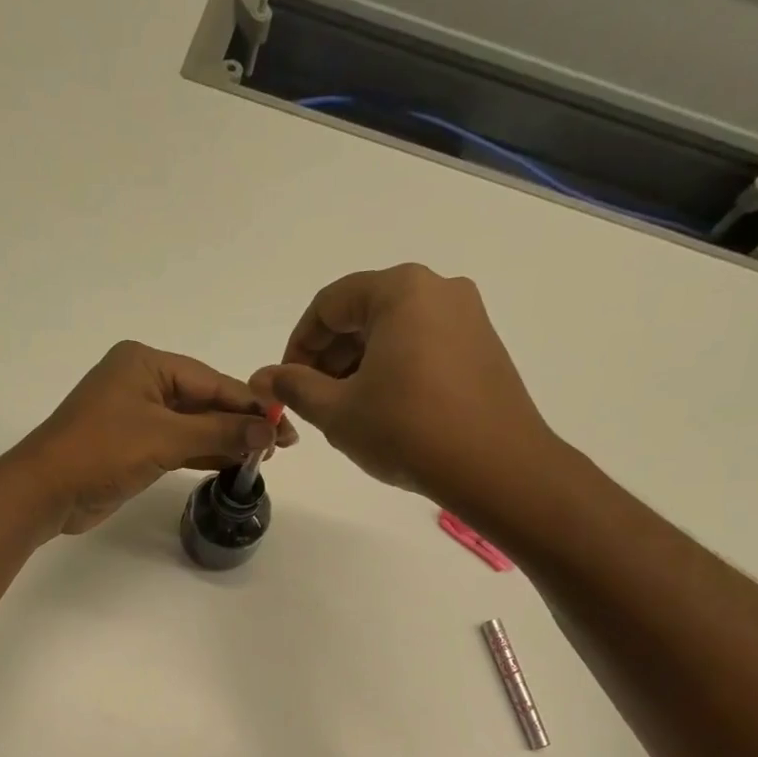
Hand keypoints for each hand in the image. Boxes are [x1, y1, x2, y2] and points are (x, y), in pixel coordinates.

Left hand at [16, 341, 296, 533]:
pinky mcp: (132, 446)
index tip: (285, 423)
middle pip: (204, 401)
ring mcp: (136, 416)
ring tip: (264, 455)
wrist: (46, 492)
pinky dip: (203, 453)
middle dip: (240, 422)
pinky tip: (232, 462)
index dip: (250, 404)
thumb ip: (218, 433)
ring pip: (192, 425)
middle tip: (282, 444)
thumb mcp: (164, 439)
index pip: (211, 381)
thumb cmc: (100, 452)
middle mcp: (142, 383)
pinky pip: (177, 445)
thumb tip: (268, 430)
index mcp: (146, 364)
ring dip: (224, 440)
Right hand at [252, 264, 561, 518]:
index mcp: (401, 290)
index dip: (297, 345)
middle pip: (363, 313)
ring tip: (346, 412)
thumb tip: (261, 377)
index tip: (287, 385)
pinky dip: (392, 370)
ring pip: (393, 331)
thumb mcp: (338, 411)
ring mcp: (468, 317)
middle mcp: (438, 290)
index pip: (329, 304)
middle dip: (329, 357)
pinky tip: (384, 412)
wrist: (496, 467)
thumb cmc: (407, 431)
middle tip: (313, 402)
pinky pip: (422, 346)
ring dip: (358, 366)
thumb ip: (294, 387)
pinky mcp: (482, 348)